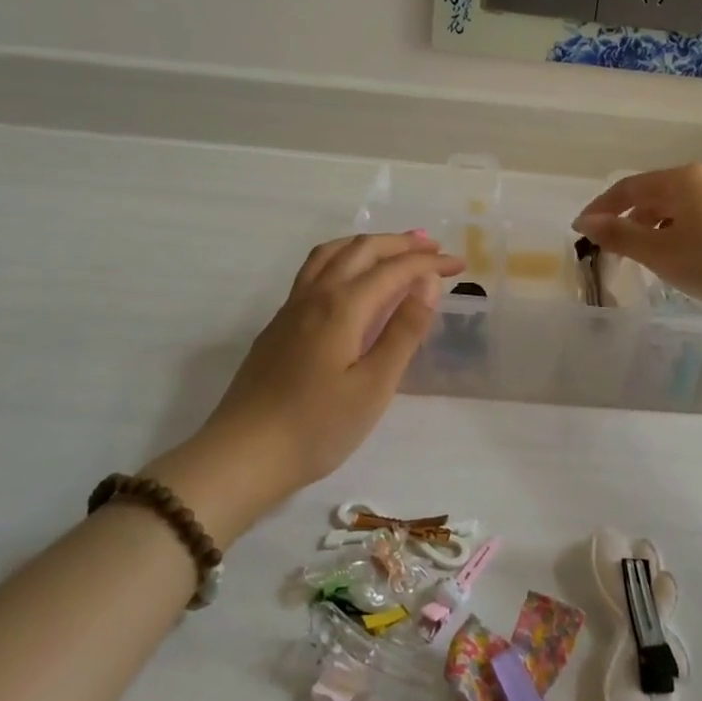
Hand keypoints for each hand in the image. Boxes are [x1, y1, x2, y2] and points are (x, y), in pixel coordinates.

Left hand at [148, 233, 462, 539]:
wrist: (242, 456)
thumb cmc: (317, 426)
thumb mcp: (374, 385)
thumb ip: (404, 330)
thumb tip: (428, 282)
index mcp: (343, 306)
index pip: (395, 269)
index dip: (429, 264)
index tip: (459, 265)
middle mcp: (316, 295)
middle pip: (362, 249)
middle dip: (401, 244)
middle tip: (434, 250)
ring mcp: (292, 308)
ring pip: (332, 253)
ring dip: (368, 244)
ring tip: (393, 251)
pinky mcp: (279, 325)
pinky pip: (315, 270)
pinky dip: (344, 258)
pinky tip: (350, 281)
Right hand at [573, 164, 701, 315]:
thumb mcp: (660, 252)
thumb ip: (620, 236)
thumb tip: (587, 222)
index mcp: (678, 180)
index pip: (627, 188)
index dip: (601, 208)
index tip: (581, 229)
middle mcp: (701, 179)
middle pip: (652, 194)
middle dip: (627, 218)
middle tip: (611, 245)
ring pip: (675, 207)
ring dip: (652, 227)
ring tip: (643, 255)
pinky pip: (695, 217)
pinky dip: (676, 232)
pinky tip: (680, 256)